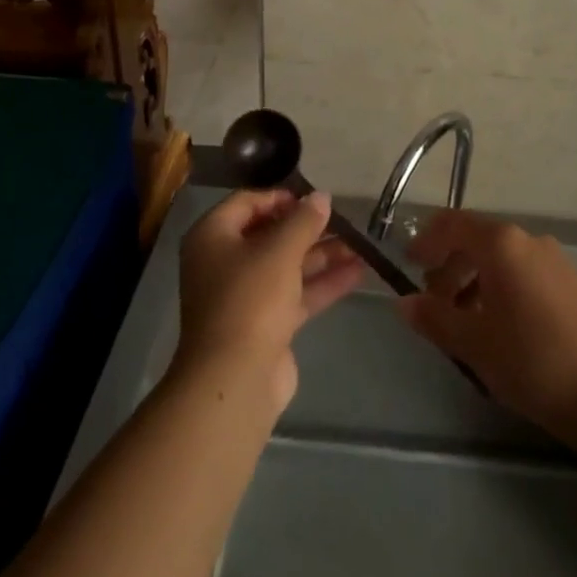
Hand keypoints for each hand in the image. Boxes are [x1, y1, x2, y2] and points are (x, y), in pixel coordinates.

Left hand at [174, 188, 364, 412]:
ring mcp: (245, 296)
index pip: (247, 202)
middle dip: (310, 229)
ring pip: (287, 265)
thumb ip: (304, 220)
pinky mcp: (265, 324)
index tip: (314, 199)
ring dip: (323, 255)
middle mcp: (224, 262)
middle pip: (270, 235)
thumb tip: (321, 196)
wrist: (236, 380)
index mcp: (213, 237)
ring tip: (363, 245)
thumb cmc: (250, 299)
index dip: (281, 197)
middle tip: (346, 220)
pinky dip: (323, 283)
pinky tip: (358, 272)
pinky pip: (296, 294)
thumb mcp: (280, 251)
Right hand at [398, 210, 576, 444]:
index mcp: (501, 244)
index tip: (408, 265)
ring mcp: (554, 259)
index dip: (425, 240)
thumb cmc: (532, 362)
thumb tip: (403, 302)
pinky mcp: (571, 282)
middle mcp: (528, 240)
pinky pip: (524, 271)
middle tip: (433, 303)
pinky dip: (501, 287)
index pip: (451, 224)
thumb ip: (433, 318)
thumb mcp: (473, 344)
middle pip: (476, 239)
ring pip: (501, 257)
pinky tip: (500, 327)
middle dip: (449, 266)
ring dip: (474, 279)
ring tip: (464, 321)